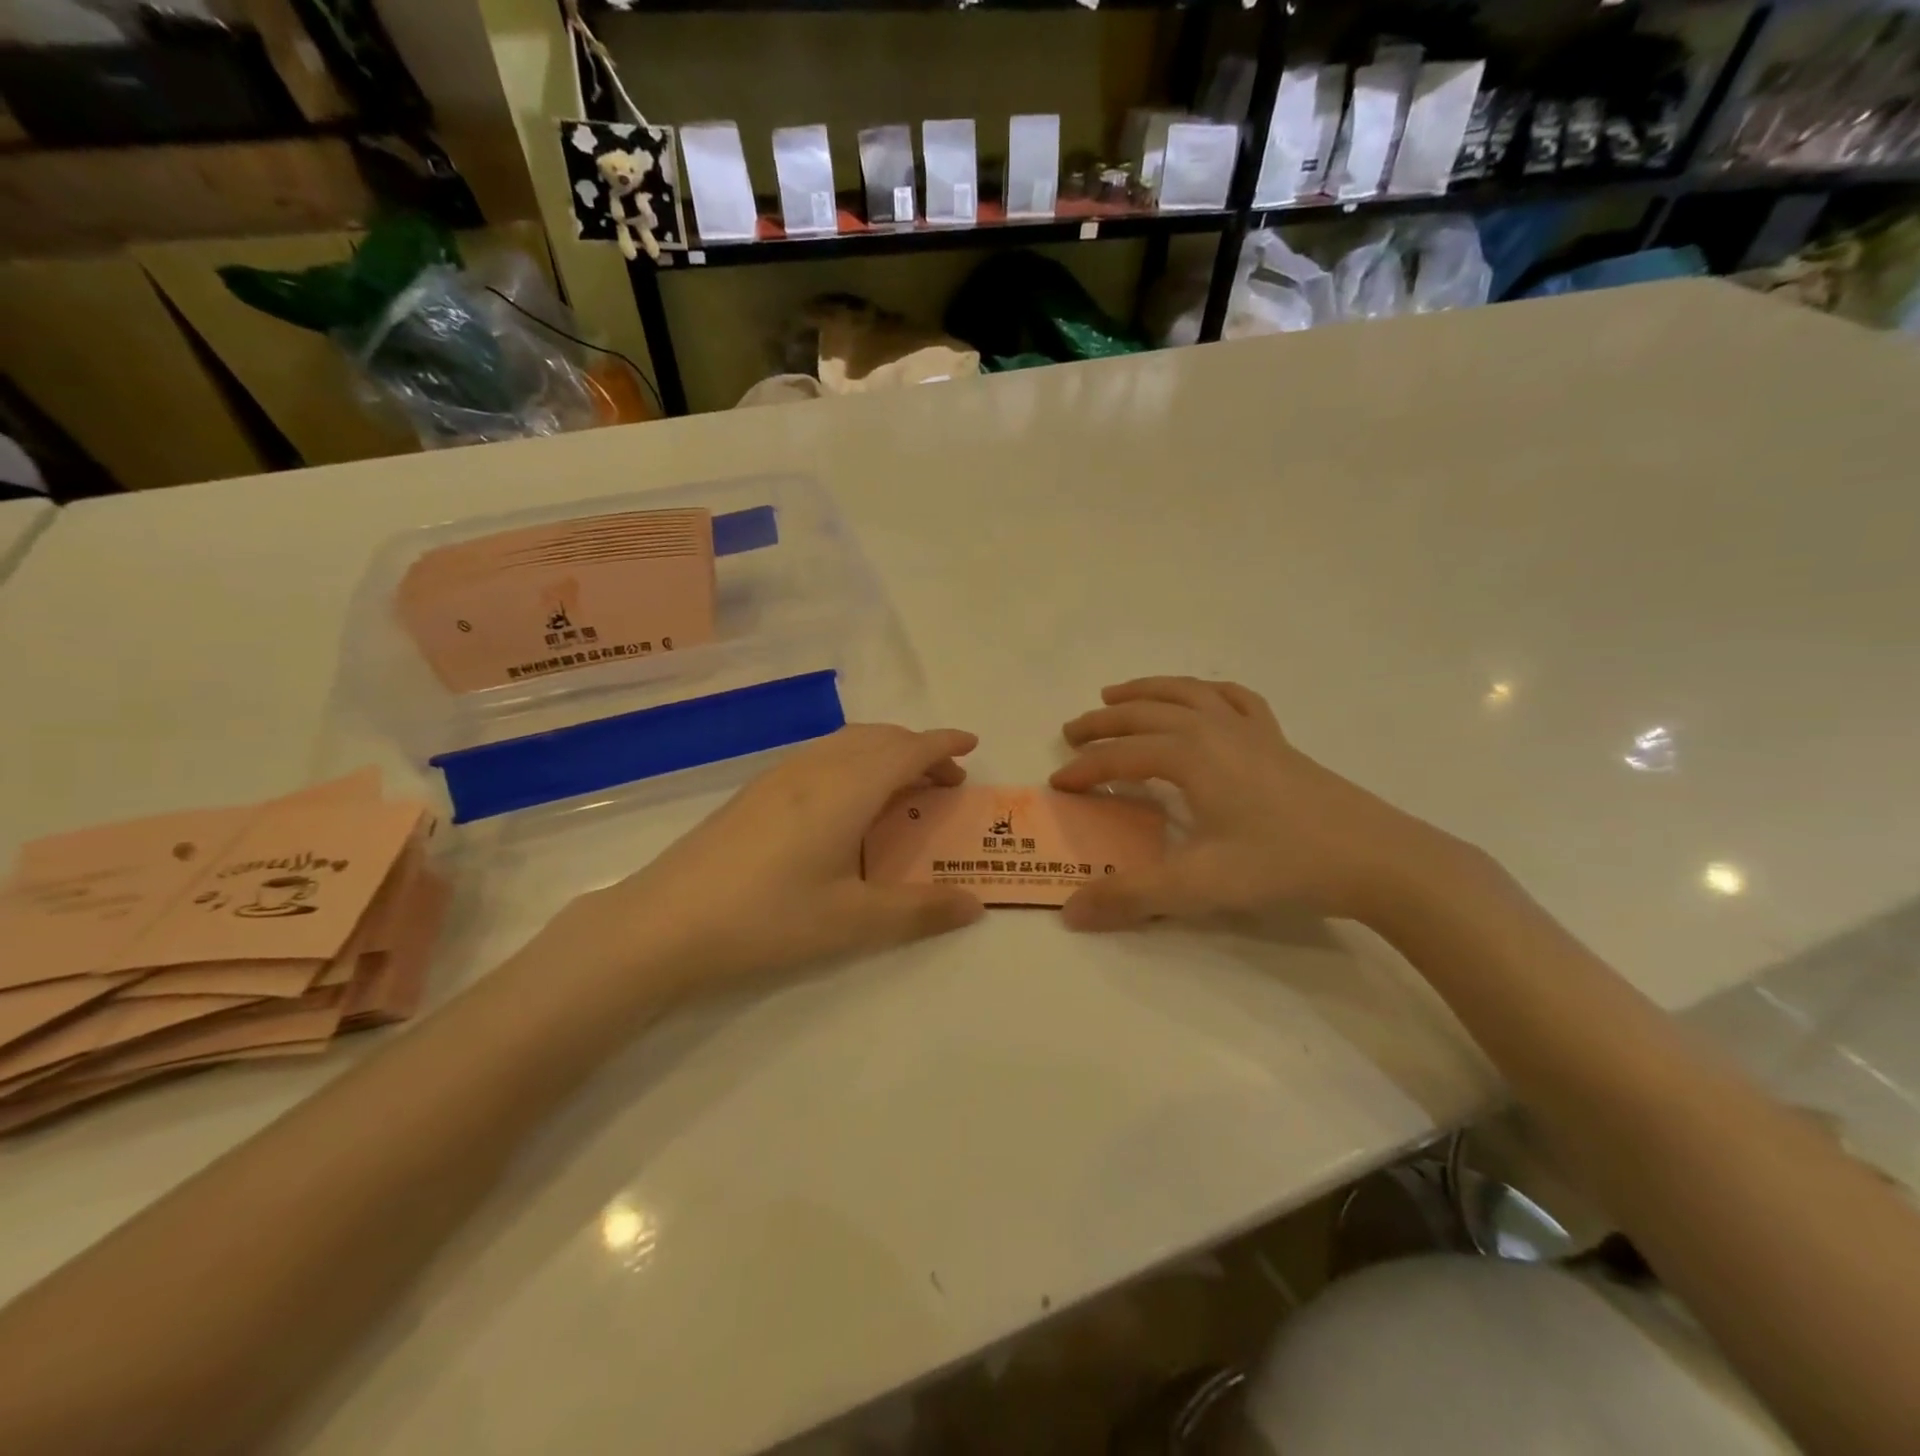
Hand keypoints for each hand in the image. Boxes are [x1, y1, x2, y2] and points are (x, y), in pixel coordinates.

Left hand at [556, 725, 984, 996]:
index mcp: (848, 787)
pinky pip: (820, 757)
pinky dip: (852, 763)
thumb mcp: (854, 921)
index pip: (909, 749)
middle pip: (879, 738)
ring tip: (900, 790)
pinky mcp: (754, 792)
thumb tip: (974, 904)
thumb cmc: (769, 919)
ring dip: (883, 754)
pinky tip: (844, 805)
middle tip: (944, 781)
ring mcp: (779, 776)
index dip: (944, 744)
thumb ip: (919, 910)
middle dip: (918, 749)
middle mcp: (816, 767)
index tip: (972, 745)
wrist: (664, 923)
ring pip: (846, 743)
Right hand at [1050, 677, 1458, 931]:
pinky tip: (1201, 698)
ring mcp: (1249, 729)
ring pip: (1185, 693)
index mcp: (1189, 755)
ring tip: (1116, 694)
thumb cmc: (1283, 864)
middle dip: (1102, 722)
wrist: (1376, 858)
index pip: (1121, 756)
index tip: (1058, 784)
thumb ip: (1132, 897)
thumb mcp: (1199, 886)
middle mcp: (1213, 729)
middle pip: (1144, 714)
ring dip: (1145, 691)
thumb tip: (1071, 912)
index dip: (1085, 769)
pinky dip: (1206, 691)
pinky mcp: (1277, 739)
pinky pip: (1234, 698)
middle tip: (1071, 732)